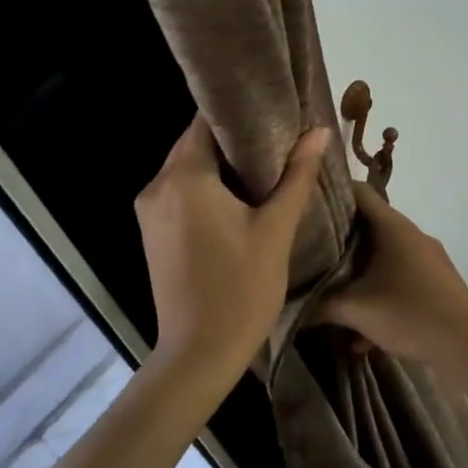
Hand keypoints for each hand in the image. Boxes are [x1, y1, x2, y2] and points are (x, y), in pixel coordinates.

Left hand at [134, 116, 332, 381]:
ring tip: (267, 167)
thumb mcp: (276, 229)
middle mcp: (157, 185)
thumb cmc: (241, 288)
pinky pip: (180, 192)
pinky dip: (207, 187)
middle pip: (196, 143)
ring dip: (222, 164)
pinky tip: (240, 197)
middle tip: (280, 140)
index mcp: (184, 176)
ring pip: (188, 168)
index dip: (241, 113)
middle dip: (235, 139)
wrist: (198, 355)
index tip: (274, 113)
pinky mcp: (152, 233)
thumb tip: (318, 131)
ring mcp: (149, 211)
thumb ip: (297, 175)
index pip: (207, 121)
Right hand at [319, 184, 467, 380]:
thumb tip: (287, 306)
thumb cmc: (410, 313)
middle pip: (367, 227)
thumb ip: (318, 305)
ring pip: (382, 259)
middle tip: (306, 252)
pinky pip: (398, 282)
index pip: (358, 192)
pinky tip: (360, 336)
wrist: (466, 347)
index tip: (303, 203)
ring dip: (357, 276)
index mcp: (394, 227)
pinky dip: (377, 299)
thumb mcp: (356, 310)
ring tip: (328, 295)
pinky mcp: (435, 285)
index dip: (330, 192)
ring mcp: (426, 261)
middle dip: (337, 241)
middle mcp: (411, 236)